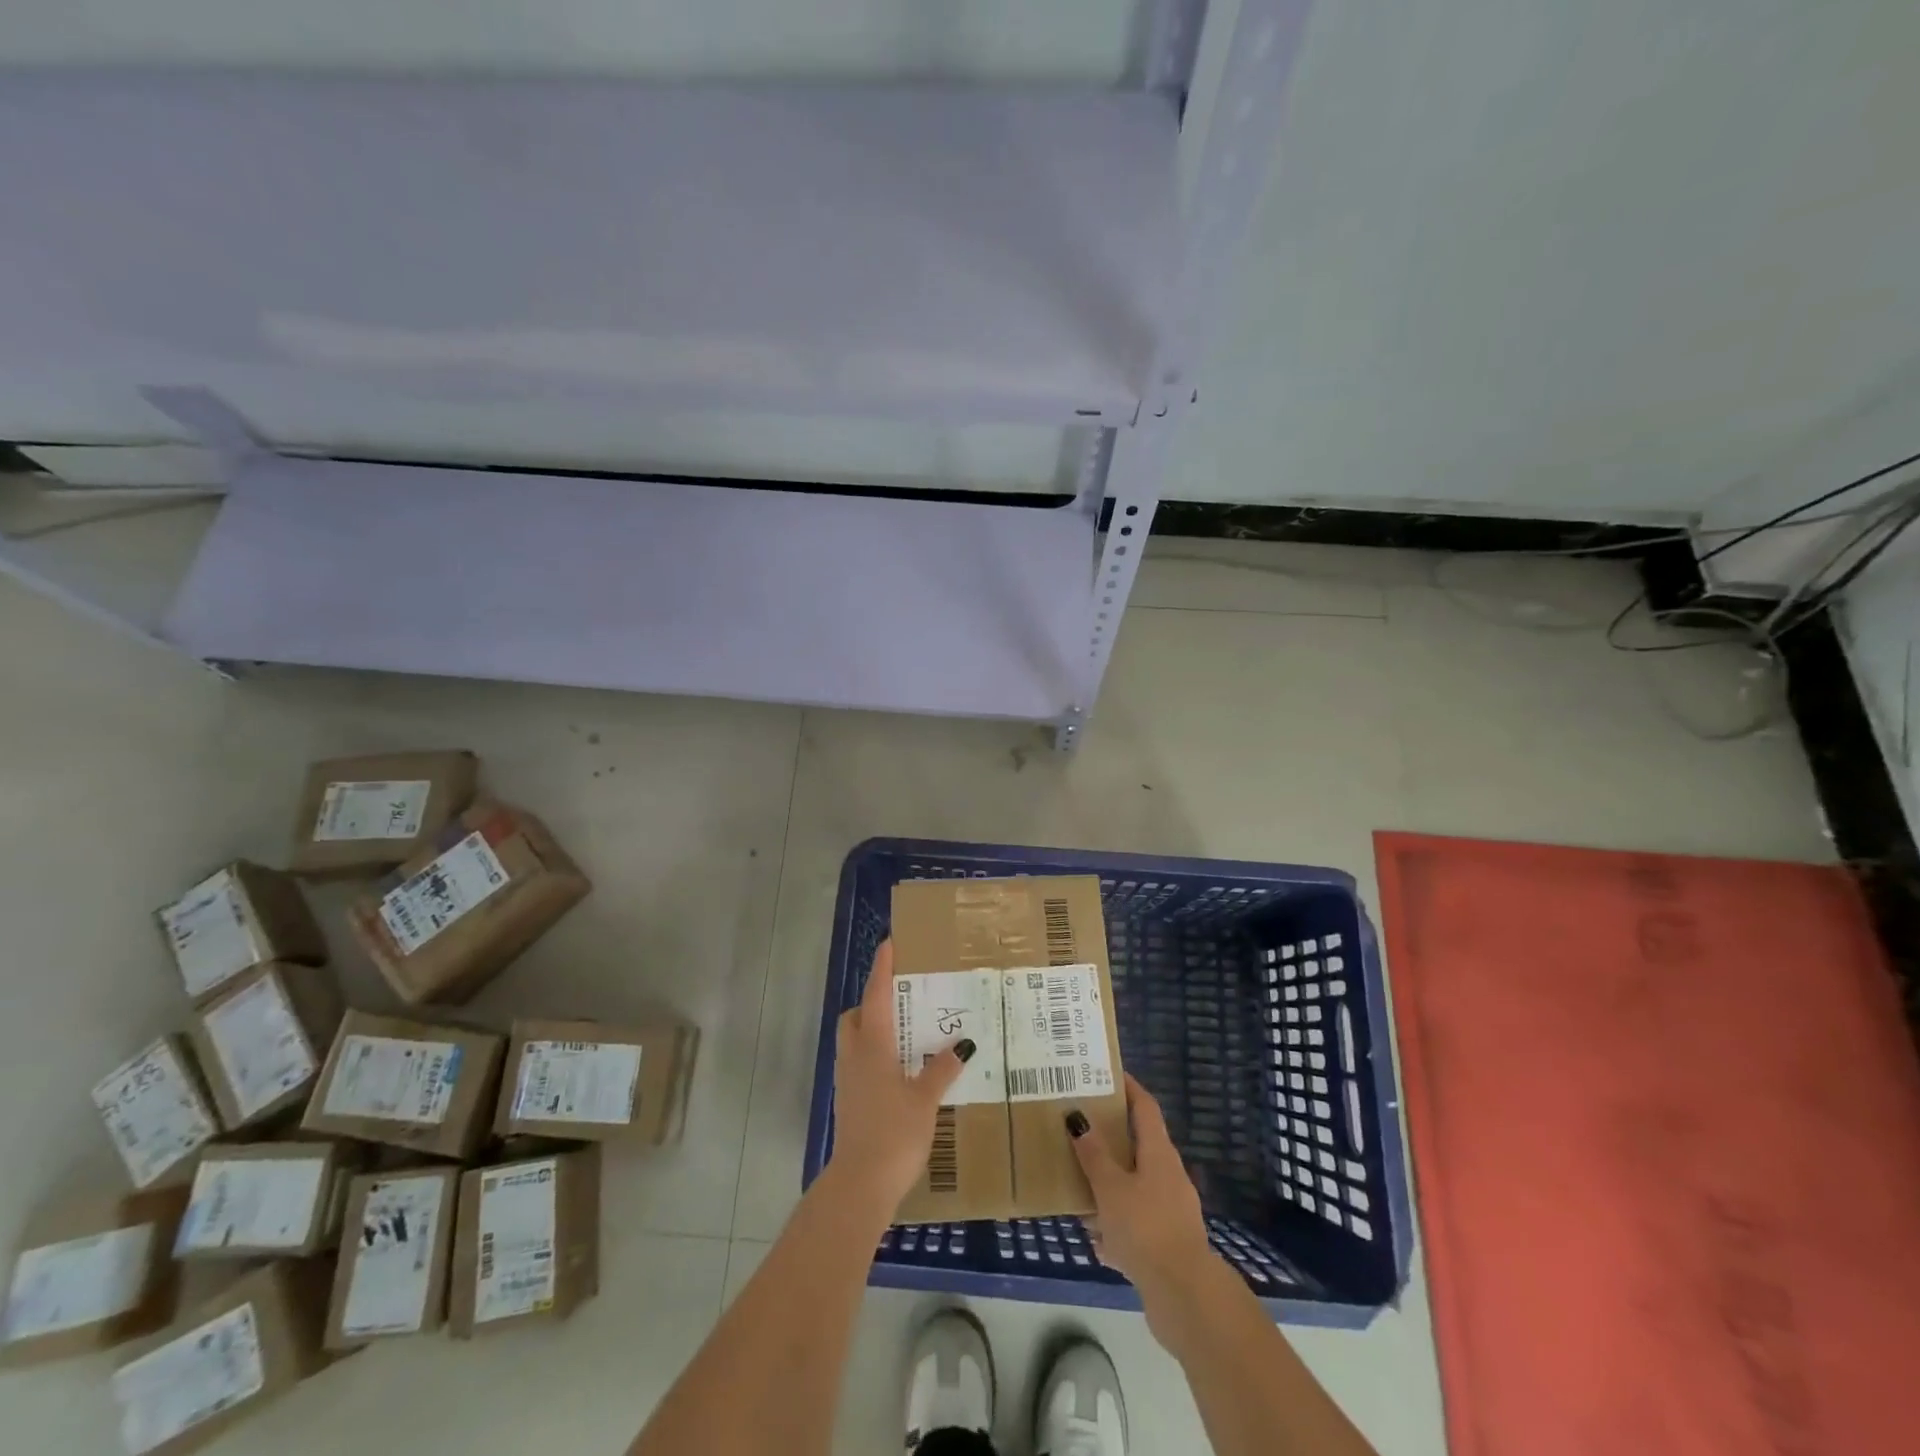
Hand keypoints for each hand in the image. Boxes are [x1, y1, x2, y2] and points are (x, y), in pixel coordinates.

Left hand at [828, 940, 967, 1215]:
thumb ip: (941, 1069)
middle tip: (902, 998)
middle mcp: (855, 1056)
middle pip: (856, 1016)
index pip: (876, 995)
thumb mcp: (925, 1099)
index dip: (882, 968)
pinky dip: (875, 1055)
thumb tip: (962, 1043)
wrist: (860, 1184)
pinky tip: (900, 1070)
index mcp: (873, 1046)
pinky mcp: (848, 1101)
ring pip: (855, 1040)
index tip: (889, 944)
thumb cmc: (894, 1133)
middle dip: (872, 1001)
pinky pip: (859, 1063)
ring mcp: (847, 1080)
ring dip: (873, 1028)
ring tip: (905, 1032)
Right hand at [1070, 1074, 1216, 1338]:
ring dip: (1111, 1184)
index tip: (1108, 1075)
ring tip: (1079, 1184)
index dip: (1129, 1088)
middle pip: (1139, 1145)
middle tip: (1081, 1127)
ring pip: (1135, 1186)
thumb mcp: (1110, 1188)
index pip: (1145, 1107)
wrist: (1185, 1297)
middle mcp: (1169, 1176)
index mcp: (1159, 1153)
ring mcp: (1171, 1211)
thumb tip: (1078, 1118)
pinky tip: (1096, 1239)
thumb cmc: (1146, 1228)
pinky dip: (1117, 1224)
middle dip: (1111, 1138)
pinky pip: (1137, 1222)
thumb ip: (1093, 1155)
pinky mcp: (1167, 1244)